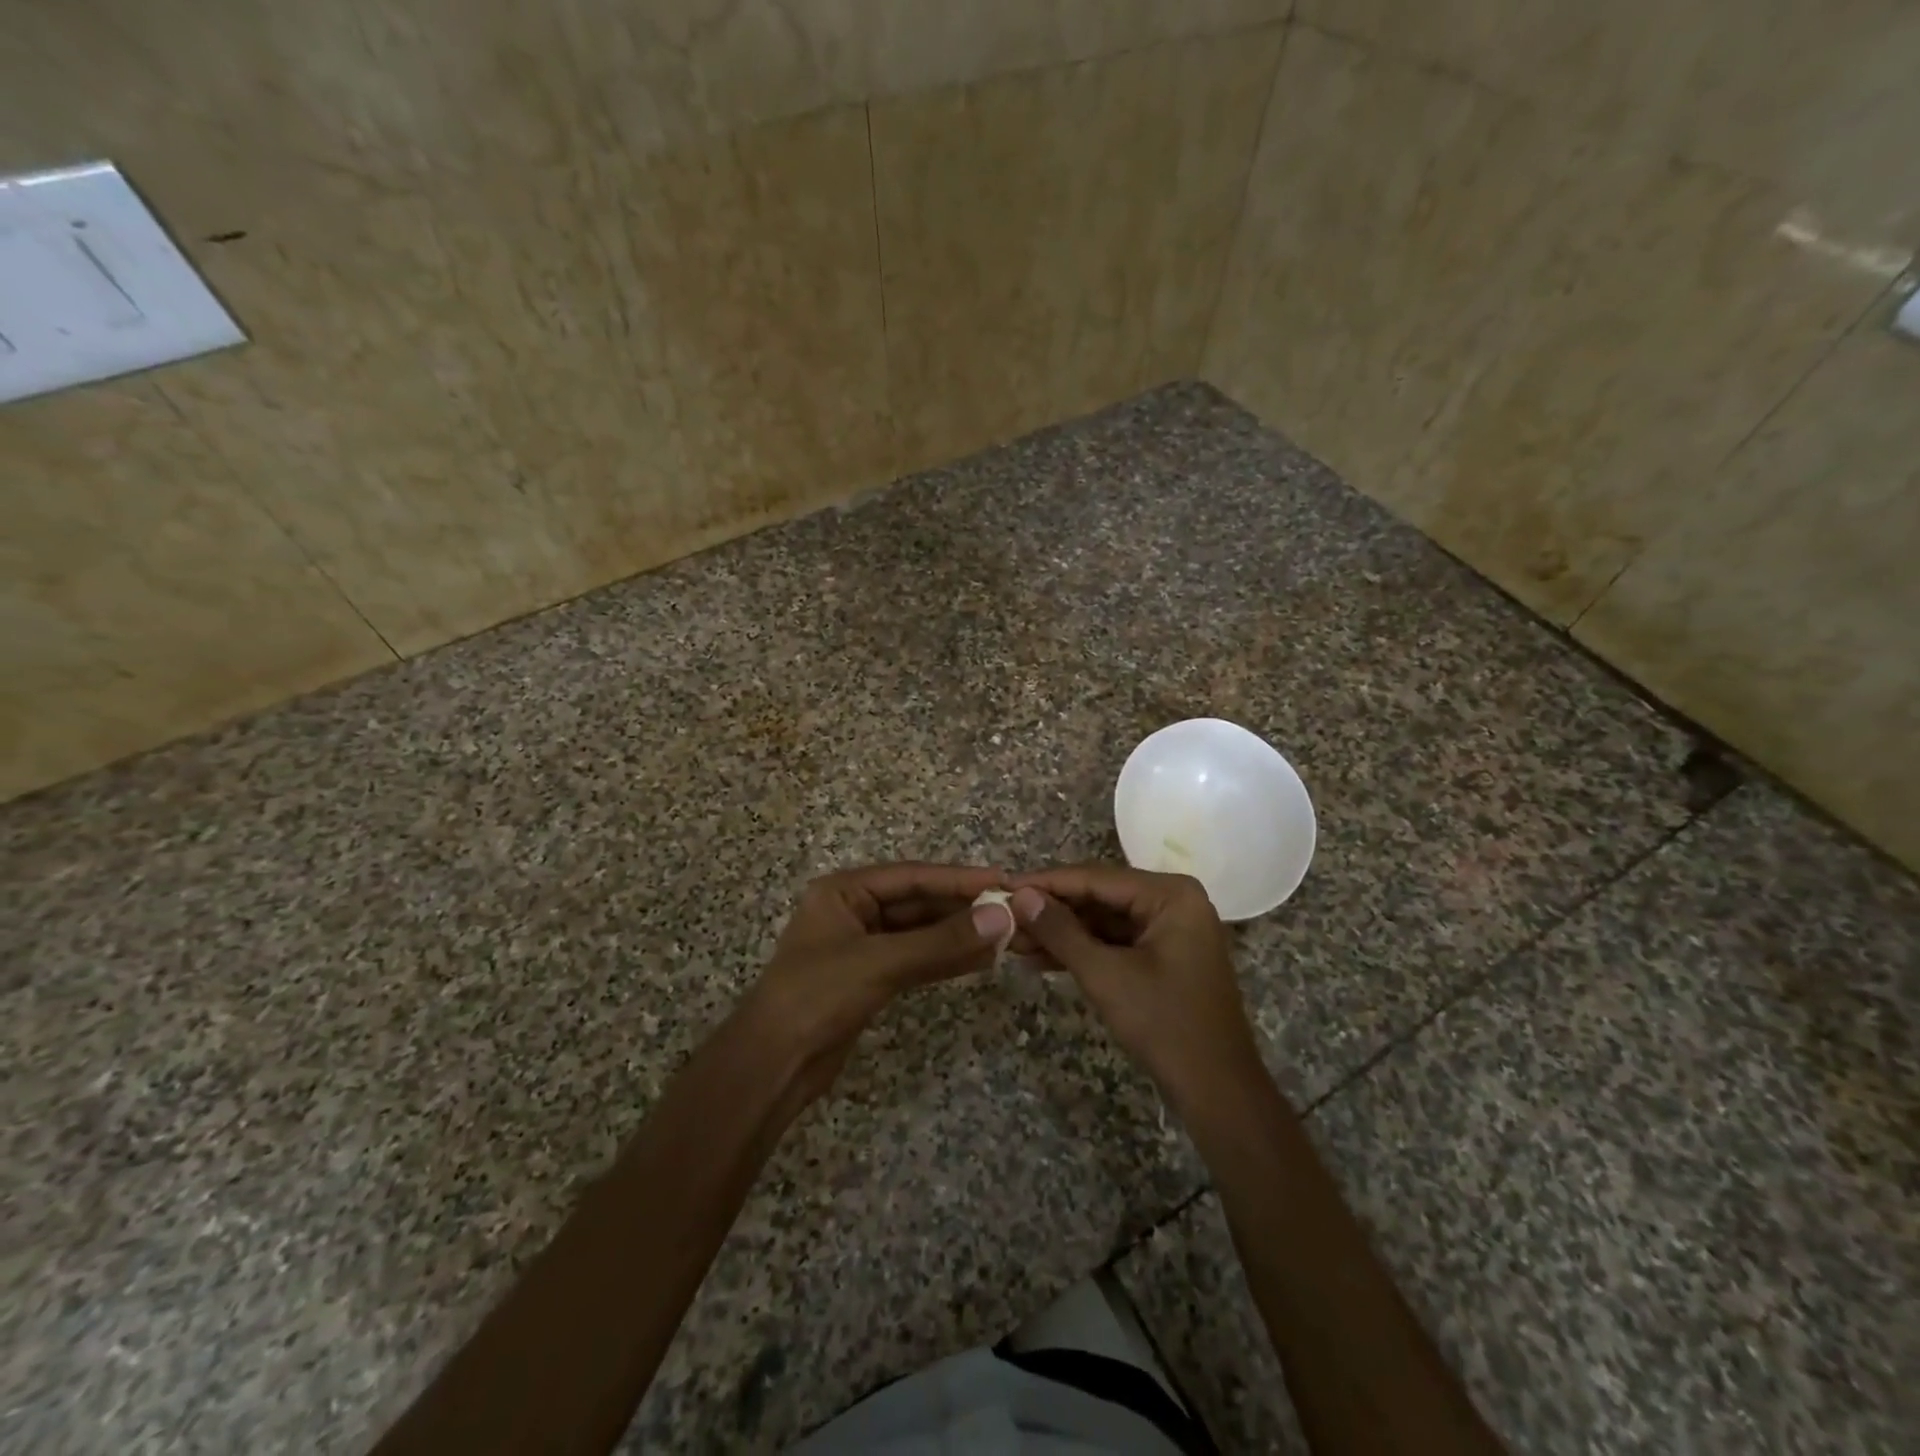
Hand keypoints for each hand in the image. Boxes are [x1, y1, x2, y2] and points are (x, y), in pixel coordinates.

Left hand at [740, 863, 1013, 1107]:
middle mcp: (853, 911)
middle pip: (918, 904)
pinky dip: (945, 961)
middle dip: (962, 909)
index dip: (958, 879)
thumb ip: (941, 943)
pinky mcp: (870, 979)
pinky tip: (979, 961)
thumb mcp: (880, 963)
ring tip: (1005, 937)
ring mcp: (862, 946)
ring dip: (958, 936)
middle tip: (1011, 912)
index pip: (912, 877)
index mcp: (844, 891)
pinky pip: (915, 960)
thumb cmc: (816, 997)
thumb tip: (1001, 918)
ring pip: (920, 934)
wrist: (772, 1066)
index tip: (1002, 882)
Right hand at [1008, 865, 1264, 1111]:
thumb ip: (1060, 931)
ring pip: (1103, 921)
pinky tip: (1040, 958)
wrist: (1217, 1091)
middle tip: (1003, 916)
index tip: (1003, 886)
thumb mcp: (1105, 975)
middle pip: (1099, 897)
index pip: (1096, 878)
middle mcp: (1172, 901)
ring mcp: (1169, 929)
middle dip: (1051, 911)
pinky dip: (1081, 950)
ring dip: (1061, 932)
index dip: (1046, 883)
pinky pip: (1114, 942)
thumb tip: (1019, 896)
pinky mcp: (1162, 956)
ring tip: (1013, 940)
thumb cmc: (1165, 1025)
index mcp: (1170, 894)